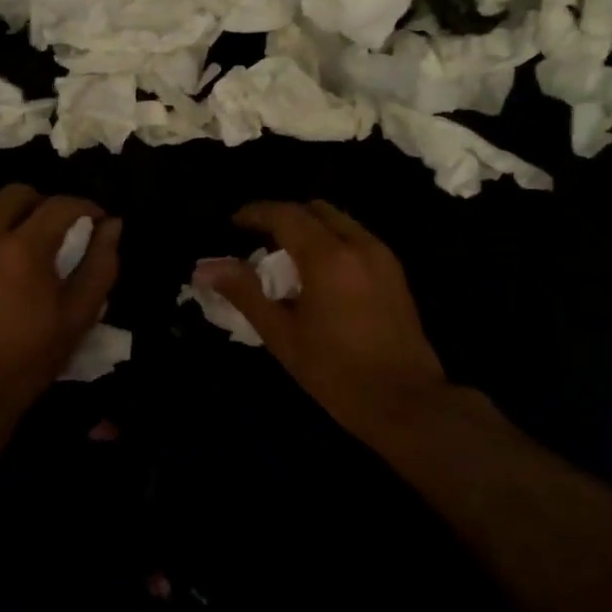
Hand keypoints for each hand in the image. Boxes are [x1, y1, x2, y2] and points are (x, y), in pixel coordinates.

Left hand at [0, 184, 120, 438]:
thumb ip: (101, 264)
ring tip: (28, 257)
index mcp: (22, 248)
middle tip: (60, 229)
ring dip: (15, 224)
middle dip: (44, 203)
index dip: (85, 207)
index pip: (60, 205)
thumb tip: (112, 225)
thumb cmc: (30, 357)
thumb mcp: (79, 315)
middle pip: (16, 193)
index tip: (97, 221)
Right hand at [197, 200, 447, 444]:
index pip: (285, 214)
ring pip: (339, 221)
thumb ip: (245, 293)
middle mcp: (358, 244)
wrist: (405, 402)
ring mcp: (382, 256)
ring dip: (309, 227)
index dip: (255, 213)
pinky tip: (318, 273)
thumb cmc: (335, 372)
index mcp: (328, 256)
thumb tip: (206, 268)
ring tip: (285, 257)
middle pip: (315, 210)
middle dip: (284, 216)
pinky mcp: (395, 273)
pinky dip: (331, 241)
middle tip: (257, 239)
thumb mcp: (282, 335)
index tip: (232, 223)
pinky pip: (357, 238)